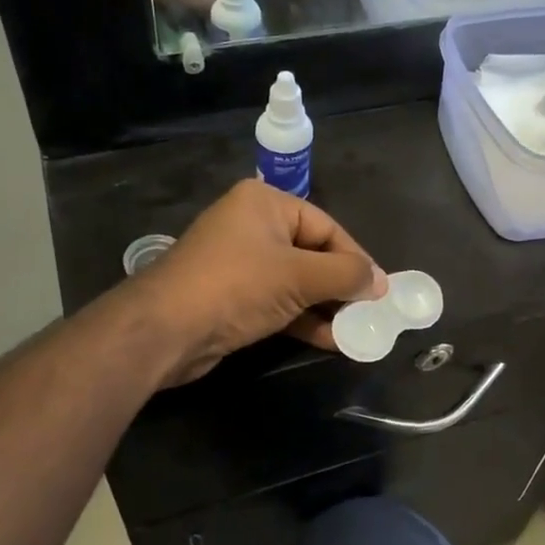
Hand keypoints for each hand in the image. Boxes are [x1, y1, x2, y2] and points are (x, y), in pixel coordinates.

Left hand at [129, 181, 387, 384]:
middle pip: (313, 254)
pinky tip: (332, 341)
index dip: (356, 258)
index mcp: (266, 203)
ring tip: (358, 331)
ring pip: (297, 282)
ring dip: (326, 307)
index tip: (380, 289)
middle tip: (372, 312)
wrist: (164, 330)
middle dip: (342, 286)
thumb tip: (381, 282)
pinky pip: (279, 302)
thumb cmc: (236, 286)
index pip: (326, 227)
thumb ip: (345, 275)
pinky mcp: (233, 296)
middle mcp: (253, 226)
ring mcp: (240, 263)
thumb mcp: (299, 276)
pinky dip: (304, 319)